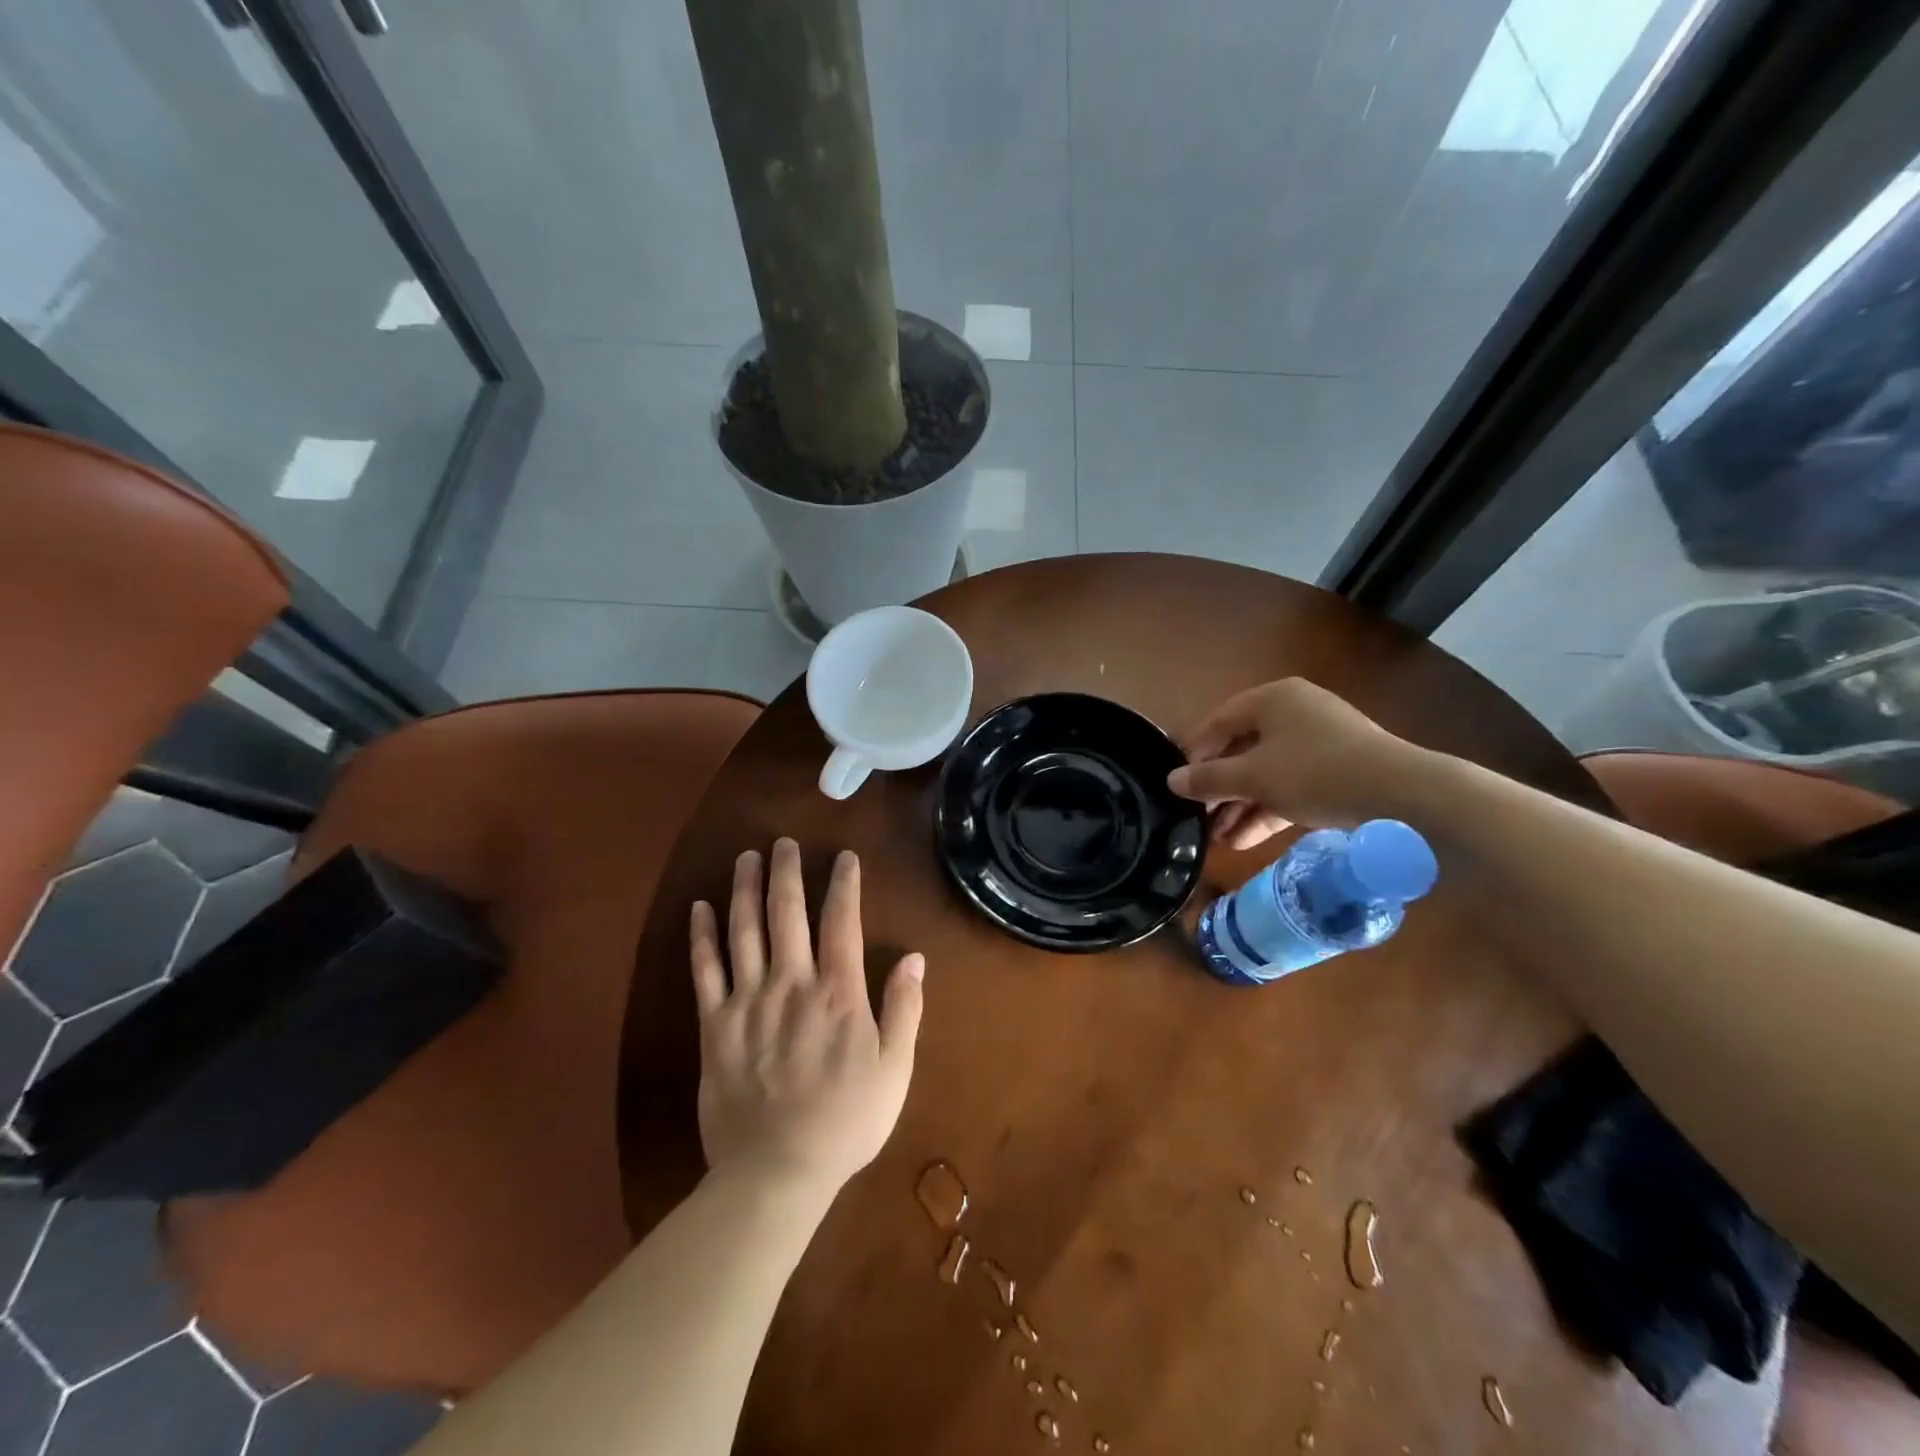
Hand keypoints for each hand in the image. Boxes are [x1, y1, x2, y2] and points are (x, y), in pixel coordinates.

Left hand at [689, 839, 924, 1200]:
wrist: (776, 1173)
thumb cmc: (846, 1122)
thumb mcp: (894, 1070)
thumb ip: (904, 1010)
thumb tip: (913, 957)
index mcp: (838, 993)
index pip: (841, 921)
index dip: (843, 884)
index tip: (843, 857)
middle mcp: (791, 983)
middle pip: (786, 912)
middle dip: (786, 871)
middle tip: (783, 841)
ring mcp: (748, 1001)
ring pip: (744, 930)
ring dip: (744, 889)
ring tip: (746, 857)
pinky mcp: (715, 1025)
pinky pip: (704, 970)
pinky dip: (701, 936)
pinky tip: (699, 907)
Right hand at [1167, 678, 1429, 849]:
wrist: (1403, 797)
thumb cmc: (1315, 772)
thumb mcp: (1254, 777)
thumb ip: (1209, 779)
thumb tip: (1171, 781)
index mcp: (1273, 699)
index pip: (1218, 723)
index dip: (1193, 754)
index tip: (1175, 785)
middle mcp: (1294, 713)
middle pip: (1241, 749)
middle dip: (1218, 789)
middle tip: (1195, 817)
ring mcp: (1317, 742)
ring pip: (1265, 772)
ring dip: (1239, 806)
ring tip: (1215, 839)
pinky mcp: (1336, 771)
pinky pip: (1290, 786)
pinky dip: (1267, 809)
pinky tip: (1243, 840)